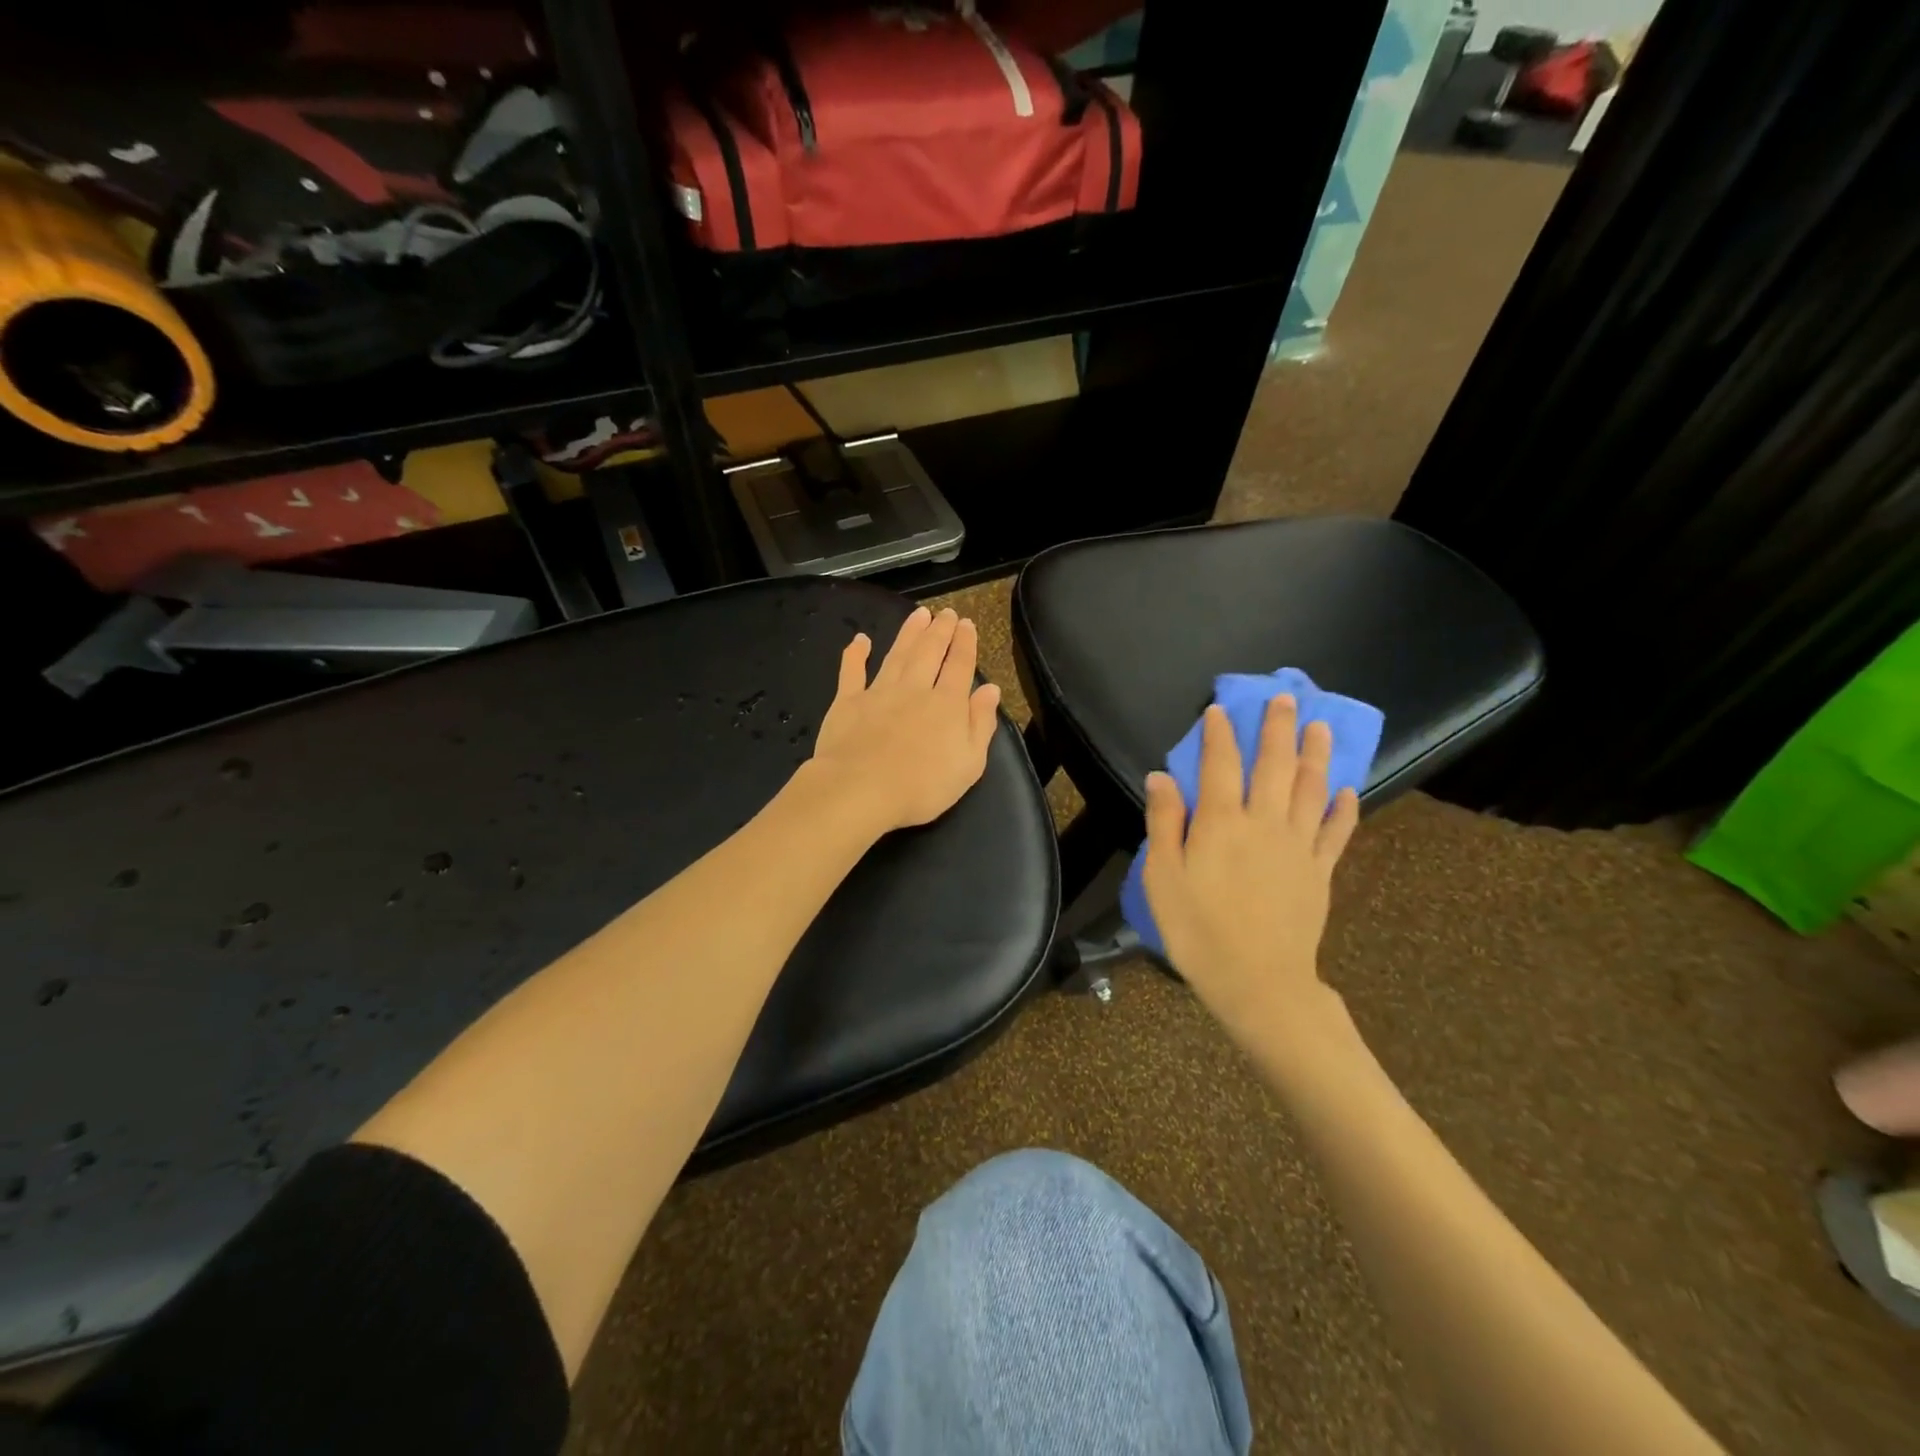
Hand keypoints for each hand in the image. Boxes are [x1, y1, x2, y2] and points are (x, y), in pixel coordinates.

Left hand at [806, 606, 1002, 833]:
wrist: (862, 789)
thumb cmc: (923, 786)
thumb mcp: (970, 763)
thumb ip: (981, 724)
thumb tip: (990, 690)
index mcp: (947, 704)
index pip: (960, 666)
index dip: (965, 644)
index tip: (966, 624)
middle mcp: (915, 689)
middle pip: (930, 652)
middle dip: (940, 630)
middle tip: (945, 612)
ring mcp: (879, 692)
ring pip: (897, 654)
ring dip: (909, 633)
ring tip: (918, 614)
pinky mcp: (847, 702)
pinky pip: (852, 671)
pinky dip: (855, 654)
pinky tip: (860, 640)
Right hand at [1142, 695, 1359, 1043]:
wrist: (1258, 982)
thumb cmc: (1198, 931)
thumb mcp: (1162, 878)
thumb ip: (1164, 823)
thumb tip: (1160, 777)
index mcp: (1221, 822)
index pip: (1219, 764)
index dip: (1219, 734)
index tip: (1220, 710)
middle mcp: (1264, 823)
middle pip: (1273, 765)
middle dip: (1278, 728)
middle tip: (1285, 698)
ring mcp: (1298, 846)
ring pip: (1310, 788)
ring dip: (1315, 754)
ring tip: (1319, 726)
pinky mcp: (1320, 871)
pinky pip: (1335, 832)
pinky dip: (1342, 809)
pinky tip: (1346, 791)